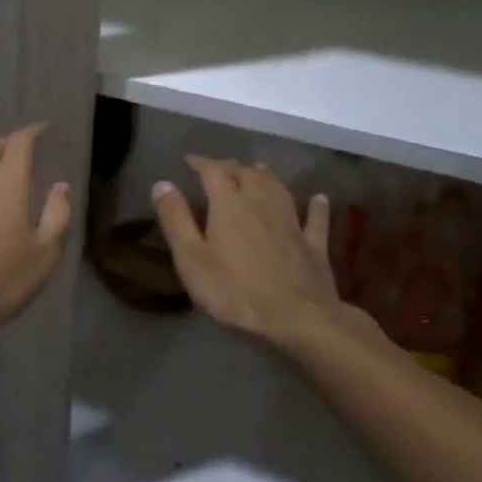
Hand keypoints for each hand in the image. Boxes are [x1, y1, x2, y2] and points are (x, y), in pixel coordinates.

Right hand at [152, 156, 342, 348]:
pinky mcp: (314, 245)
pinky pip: (315, 219)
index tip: (189, 161)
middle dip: (231, 166)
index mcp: (229, 204)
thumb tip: (162, 183)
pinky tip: (319, 198)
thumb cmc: (235, 292)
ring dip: (265, 176)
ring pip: (278, 188)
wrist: (298, 320)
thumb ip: (176, 220)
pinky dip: (315, 206)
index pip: (213, 171)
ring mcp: (292, 223)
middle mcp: (262, 203)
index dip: (201, 162)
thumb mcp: (192, 259)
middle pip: (247, 174)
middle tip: (219, 168)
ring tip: (256, 169)